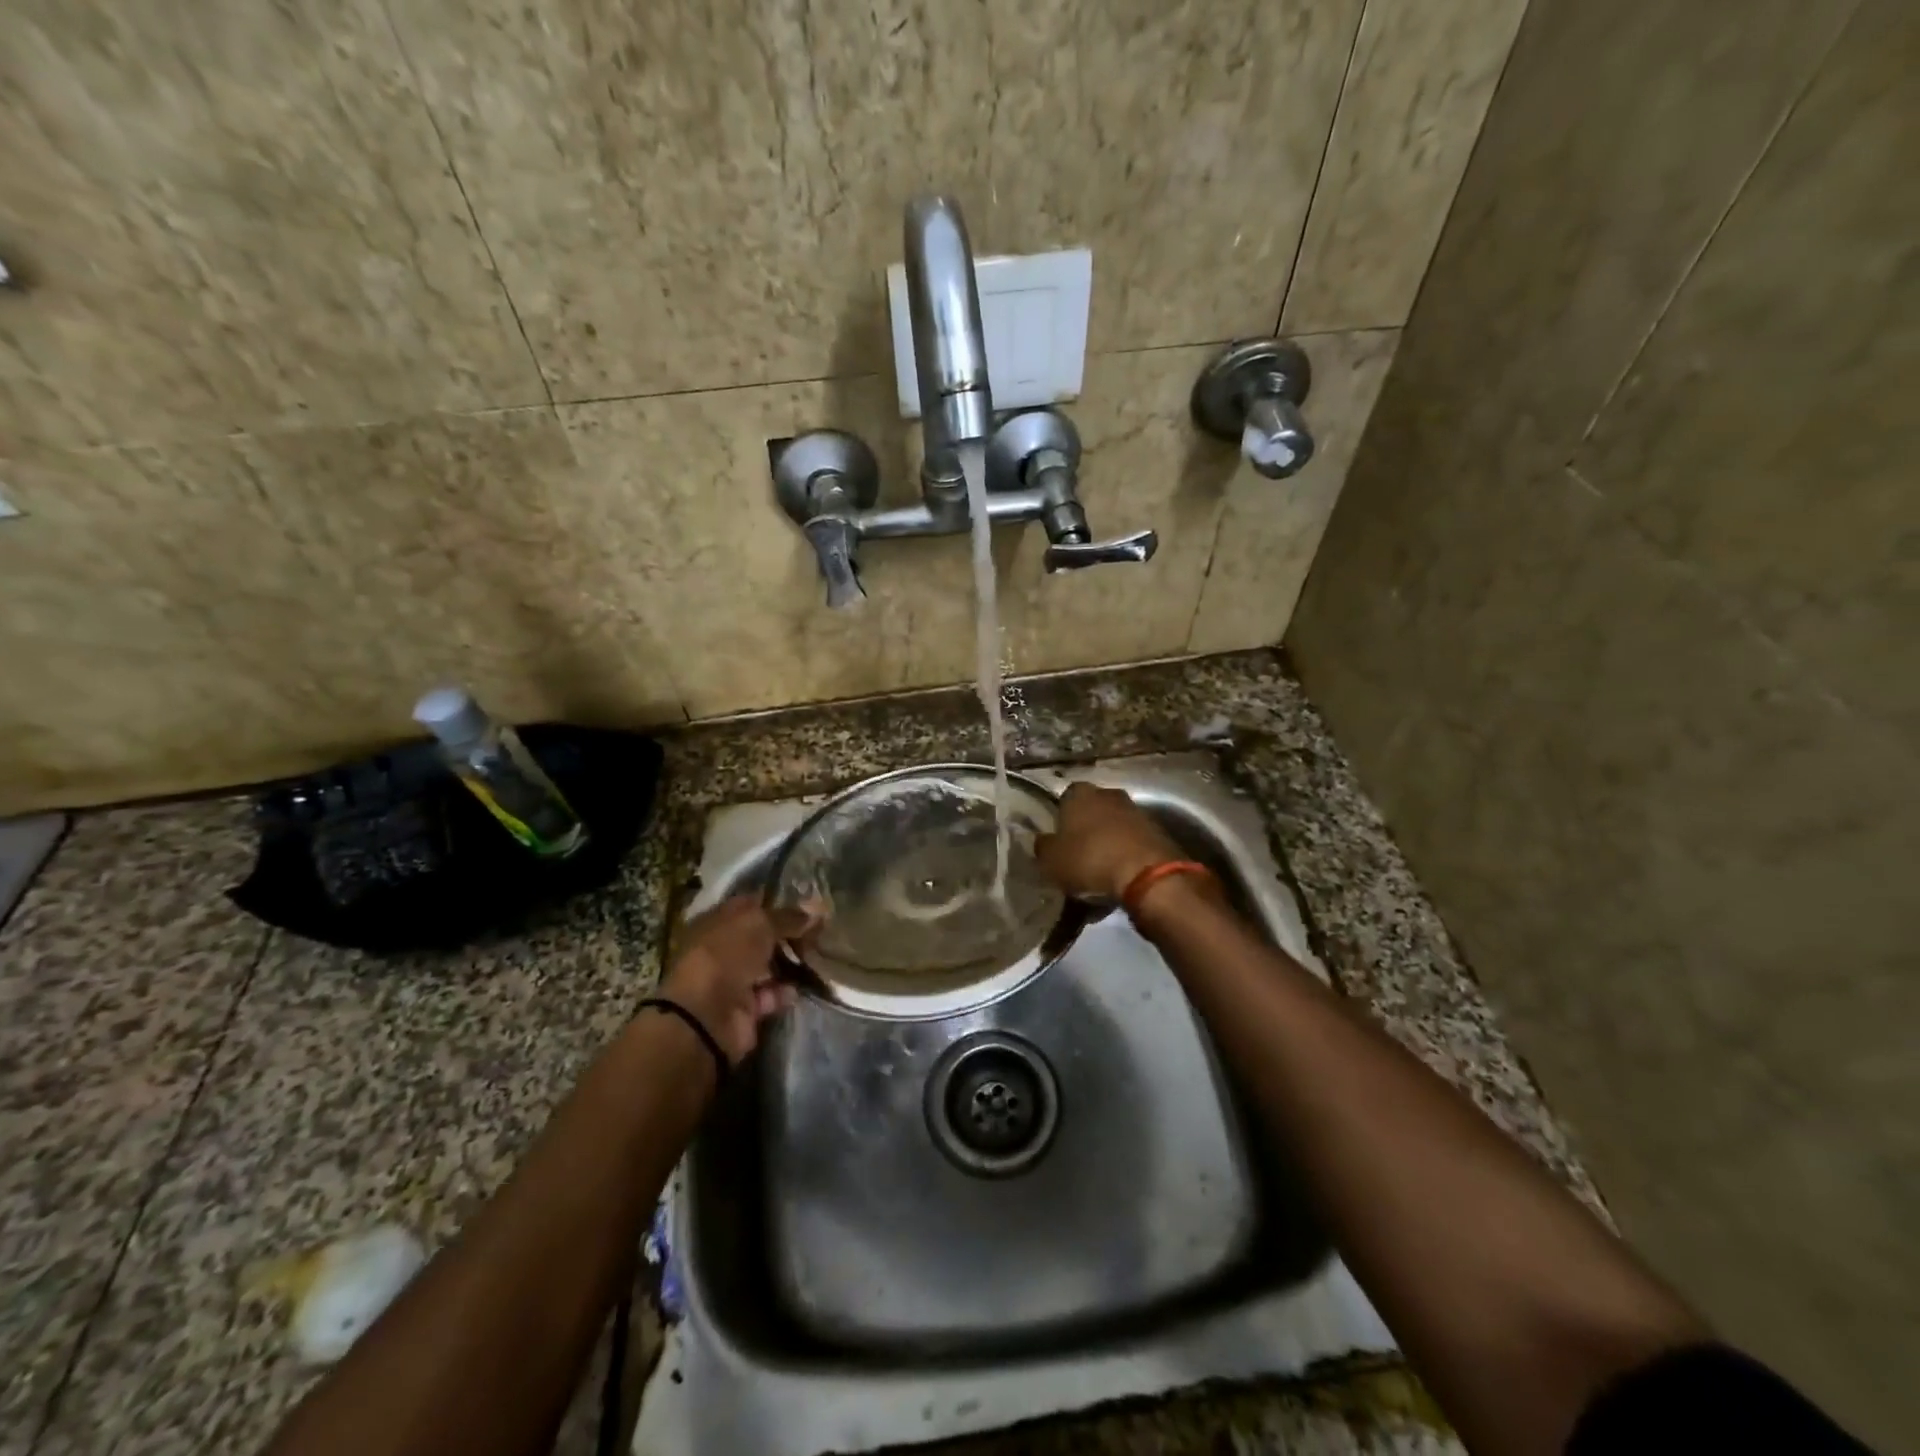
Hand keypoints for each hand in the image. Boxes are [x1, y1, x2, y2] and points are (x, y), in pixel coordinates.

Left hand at [657, 897, 811, 1064]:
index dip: (776, 902)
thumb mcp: (760, 924)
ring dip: (791, 962)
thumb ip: (789, 917)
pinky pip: (771, 994)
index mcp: (717, 921)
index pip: (750, 905)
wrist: (707, 1015)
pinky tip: (800, 985)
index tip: (808, 903)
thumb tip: (817, 910)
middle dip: (789, 933)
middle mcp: (723, 948)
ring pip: (768, 966)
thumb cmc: (727, 955)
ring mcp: (733, 979)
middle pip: (761, 936)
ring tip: (819, 955)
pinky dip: (785, 991)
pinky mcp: (745, 1008)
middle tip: (820, 929)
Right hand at [1034, 783, 1184, 901]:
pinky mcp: (1158, 831)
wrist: (1148, 876)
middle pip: (1092, 810)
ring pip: (1114, 826)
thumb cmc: (1090, 860)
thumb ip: (1043, 846)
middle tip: (1077, 855)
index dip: (1060, 819)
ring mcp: (1137, 811)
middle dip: (1086, 829)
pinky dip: (1126, 855)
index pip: (1064, 798)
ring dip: (1108, 843)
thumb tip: (1042, 840)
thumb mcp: (1051, 860)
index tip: (1058, 840)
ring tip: (1099, 872)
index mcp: (1079, 793)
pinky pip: (1133, 842)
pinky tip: (1120, 878)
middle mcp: (1109, 794)